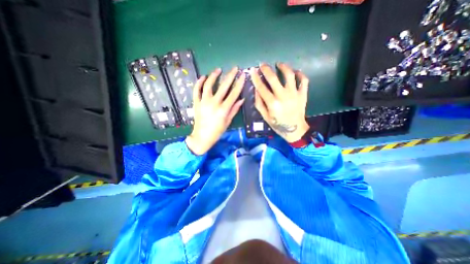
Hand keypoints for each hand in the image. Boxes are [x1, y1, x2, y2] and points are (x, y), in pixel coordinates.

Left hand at [186, 67, 246, 154]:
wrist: (202, 137)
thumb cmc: (217, 131)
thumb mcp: (228, 121)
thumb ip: (234, 109)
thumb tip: (241, 99)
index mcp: (223, 109)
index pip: (233, 93)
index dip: (239, 83)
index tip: (243, 75)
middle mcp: (213, 103)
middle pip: (223, 86)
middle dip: (230, 76)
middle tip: (234, 68)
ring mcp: (203, 102)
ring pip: (208, 85)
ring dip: (213, 76)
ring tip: (218, 70)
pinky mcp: (196, 103)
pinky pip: (196, 90)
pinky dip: (199, 82)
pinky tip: (203, 77)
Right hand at [251, 63, 310, 143]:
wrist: (295, 130)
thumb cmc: (278, 124)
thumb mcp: (265, 117)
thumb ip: (259, 103)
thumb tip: (256, 90)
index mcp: (272, 103)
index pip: (261, 87)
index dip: (256, 78)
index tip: (252, 71)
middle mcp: (283, 96)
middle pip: (273, 78)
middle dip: (266, 69)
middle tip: (263, 65)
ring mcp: (294, 94)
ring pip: (290, 75)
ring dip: (284, 67)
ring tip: (279, 64)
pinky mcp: (303, 94)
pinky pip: (304, 80)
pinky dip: (300, 74)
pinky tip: (295, 72)